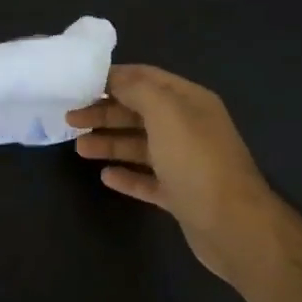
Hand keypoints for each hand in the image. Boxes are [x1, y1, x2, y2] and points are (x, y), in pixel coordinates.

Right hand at [66, 65, 283, 288]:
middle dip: (105, 113)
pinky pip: (148, 180)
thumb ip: (138, 89)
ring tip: (79, 149)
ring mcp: (186, 164)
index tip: (79, 84)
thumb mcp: (165, 113)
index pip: (147, 79)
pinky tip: (105, 176)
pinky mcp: (181, 195)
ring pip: (141, 146)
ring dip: (110, 143)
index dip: (114, 78)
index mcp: (190, 102)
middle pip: (140, 113)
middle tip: (70, 119)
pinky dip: (126, 176)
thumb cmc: (196, 161)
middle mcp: (189, 128)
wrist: (232, 224)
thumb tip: (114, 78)